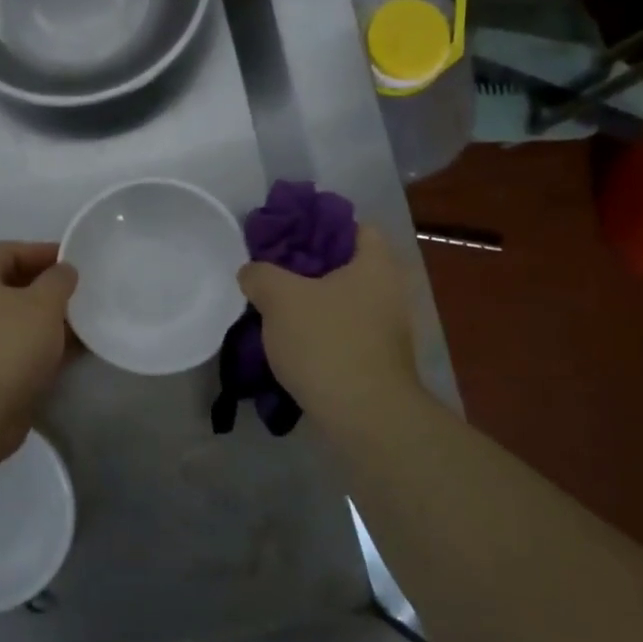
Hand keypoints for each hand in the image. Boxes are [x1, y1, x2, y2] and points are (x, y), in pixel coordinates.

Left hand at [0, 241, 75, 463]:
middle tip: (79, 294)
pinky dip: (41, 350)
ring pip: (16, 323)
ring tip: (81, 325)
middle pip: (11, 288)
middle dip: (46, 289)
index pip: (7, 251)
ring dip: (47, 323)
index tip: (72, 260)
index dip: (40, 251)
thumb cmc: (7, 345)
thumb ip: (58, 280)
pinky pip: (17, 353)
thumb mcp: (43, 303)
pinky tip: (69, 356)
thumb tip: (64, 270)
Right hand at [237, 224, 425, 431]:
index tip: (286, 236)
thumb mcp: (279, 298)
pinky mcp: (377, 361)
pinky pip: (342, 332)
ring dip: (311, 303)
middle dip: (308, 268)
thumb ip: (260, 274)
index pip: (356, 227)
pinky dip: (319, 332)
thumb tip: (252, 273)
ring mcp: (387, 330)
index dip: (320, 225)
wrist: (364, 416)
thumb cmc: (326, 341)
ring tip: (273, 308)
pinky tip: (289, 342)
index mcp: (376, 265)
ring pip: (342, 302)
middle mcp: (390, 292)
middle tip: (271, 271)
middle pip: (345, 266)